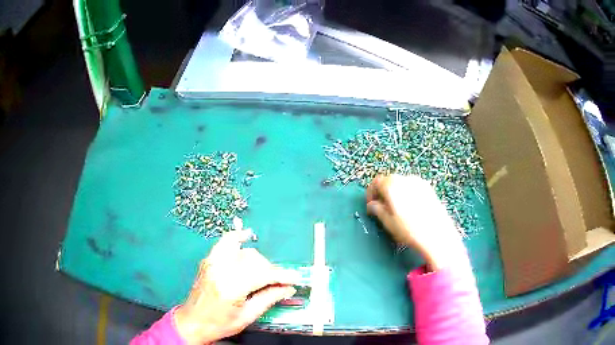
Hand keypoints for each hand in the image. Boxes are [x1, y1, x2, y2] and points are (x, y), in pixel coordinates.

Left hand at [174, 230, 297, 343]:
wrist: (192, 321)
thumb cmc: (219, 324)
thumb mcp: (247, 317)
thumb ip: (268, 299)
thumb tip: (288, 288)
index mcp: (231, 288)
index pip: (262, 274)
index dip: (282, 275)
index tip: (295, 279)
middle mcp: (221, 270)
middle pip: (255, 261)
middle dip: (271, 270)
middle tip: (280, 283)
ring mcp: (213, 262)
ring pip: (244, 252)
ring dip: (259, 261)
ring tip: (265, 274)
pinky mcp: (209, 260)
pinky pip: (226, 242)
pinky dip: (238, 238)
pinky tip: (248, 236)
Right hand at [366, 174, 464, 270]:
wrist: (437, 235)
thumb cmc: (409, 230)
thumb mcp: (388, 222)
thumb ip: (378, 210)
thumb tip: (373, 205)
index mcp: (392, 185)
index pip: (376, 182)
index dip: (371, 193)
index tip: (371, 206)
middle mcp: (405, 179)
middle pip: (389, 180)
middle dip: (383, 192)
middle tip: (382, 208)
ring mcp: (419, 182)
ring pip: (402, 183)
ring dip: (395, 192)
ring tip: (397, 210)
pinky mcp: (429, 188)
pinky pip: (413, 187)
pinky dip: (407, 193)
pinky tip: (410, 209)